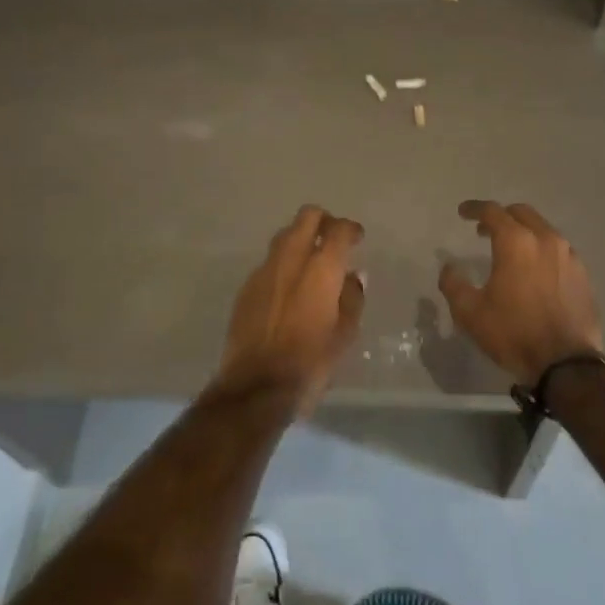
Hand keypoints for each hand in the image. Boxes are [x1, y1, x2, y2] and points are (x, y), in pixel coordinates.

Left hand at [217, 205, 366, 416]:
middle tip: (333, 238)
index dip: (350, 229)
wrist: (256, 386)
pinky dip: (283, 264)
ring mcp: (264, 271)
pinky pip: (269, 262)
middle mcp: (291, 259)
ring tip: (311, 262)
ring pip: (284, 236)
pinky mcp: (246, 287)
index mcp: (321, 269)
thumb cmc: (310, 362)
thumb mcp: (344, 334)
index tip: (357, 237)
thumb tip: (352, 277)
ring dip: (300, 239)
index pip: (338, 230)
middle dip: (323, 221)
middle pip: (306, 218)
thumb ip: (351, 298)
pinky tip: (289, 287)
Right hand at [438, 200, 602, 385]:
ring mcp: (569, 255)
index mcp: (516, 242)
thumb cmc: (513, 333)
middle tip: (484, 230)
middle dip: (501, 216)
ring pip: (543, 229)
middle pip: (521, 213)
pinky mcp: (583, 274)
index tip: (462, 213)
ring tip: (511, 250)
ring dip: (524, 232)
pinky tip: (535, 270)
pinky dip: (542, 250)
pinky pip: (559, 250)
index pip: (492, 212)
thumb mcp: (470, 313)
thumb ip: (454, 284)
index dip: (474, 208)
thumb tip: (449, 267)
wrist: (566, 363)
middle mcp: (545, 239)